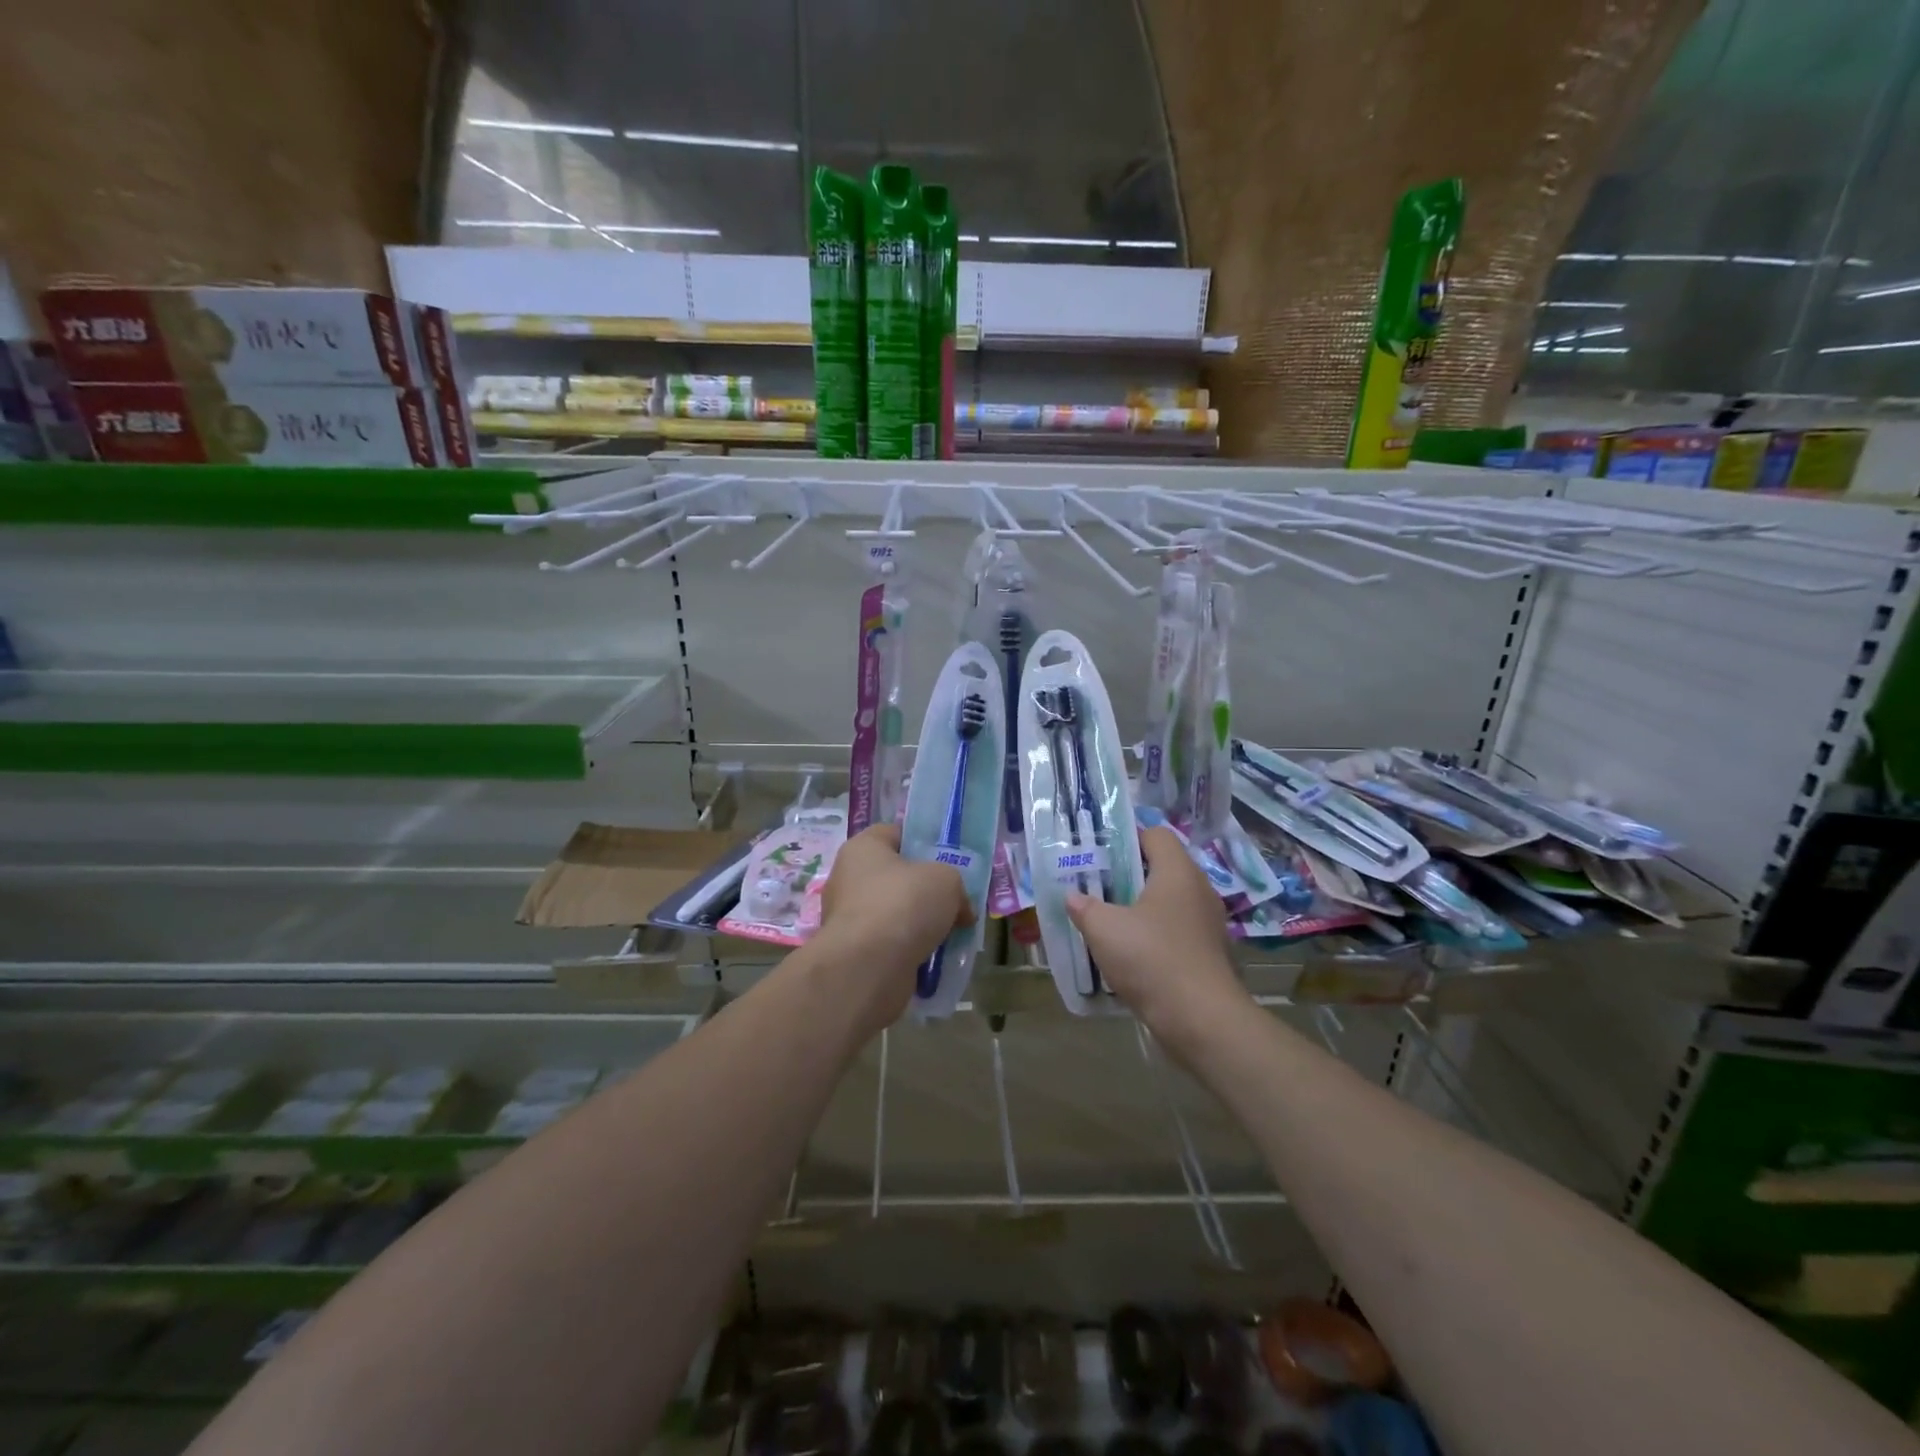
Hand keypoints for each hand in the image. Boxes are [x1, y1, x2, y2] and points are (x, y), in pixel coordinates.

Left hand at [817, 824, 974, 1030]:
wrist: (869, 967)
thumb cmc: (904, 904)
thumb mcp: (946, 879)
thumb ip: (956, 885)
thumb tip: (960, 911)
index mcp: (863, 848)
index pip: (896, 834)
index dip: (924, 843)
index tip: (950, 860)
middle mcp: (849, 879)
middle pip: (897, 877)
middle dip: (927, 890)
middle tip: (957, 901)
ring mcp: (849, 918)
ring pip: (896, 913)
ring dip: (921, 924)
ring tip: (953, 934)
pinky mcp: (855, 953)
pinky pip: (891, 944)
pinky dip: (911, 950)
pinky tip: (936, 959)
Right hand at [1066, 826, 1249, 1053]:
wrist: (1202, 1020)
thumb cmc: (1152, 959)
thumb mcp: (1104, 929)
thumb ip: (1084, 907)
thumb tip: (1073, 896)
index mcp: (1178, 872)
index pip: (1156, 835)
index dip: (1127, 838)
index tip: (1099, 853)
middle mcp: (1199, 890)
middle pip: (1162, 868)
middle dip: (1129, 875)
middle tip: (1098, 887)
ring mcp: (1208, 924)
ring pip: (1169, 902)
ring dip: (1141, 908)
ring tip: (1110, 921)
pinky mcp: (1209, 953)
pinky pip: (1177, 931)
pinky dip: (1156, 935)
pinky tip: (1132, 954)